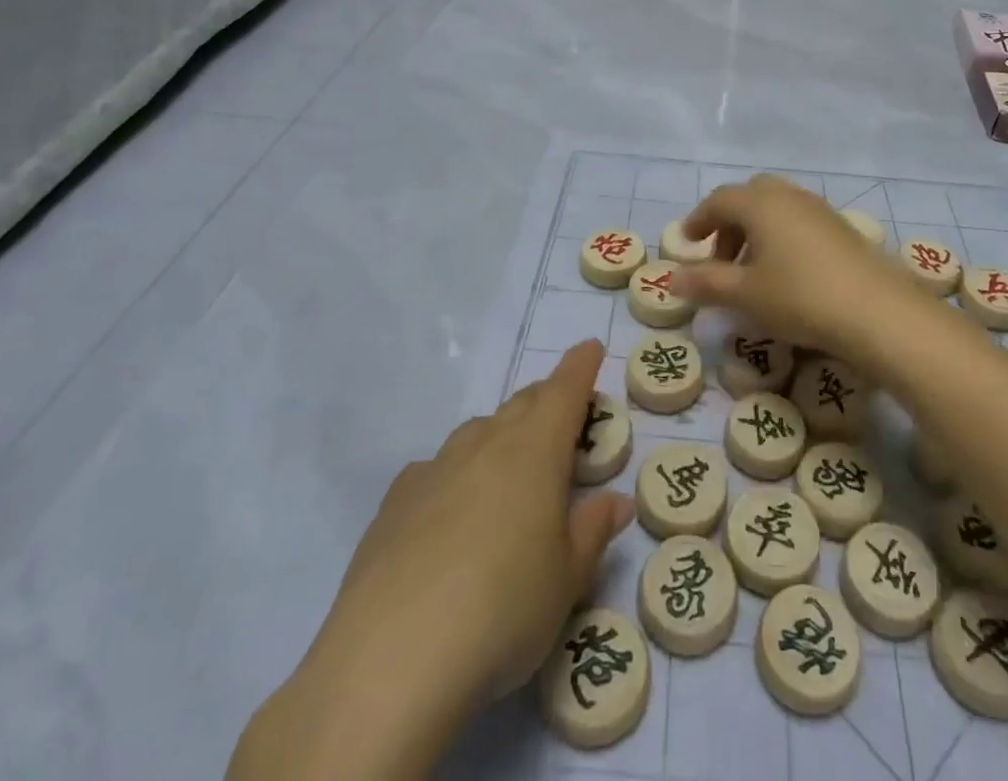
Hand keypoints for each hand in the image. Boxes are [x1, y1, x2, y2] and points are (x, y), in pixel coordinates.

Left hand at [230, 339, 632, 779]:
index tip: (590, 348)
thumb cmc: (504, 609)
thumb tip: (616, 501)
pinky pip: (436, 469)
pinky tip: (450, 511)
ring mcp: (436, 468)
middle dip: (546, 401)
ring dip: (501, 436)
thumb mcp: (568, 580)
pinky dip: (455, 474)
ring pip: (478, 432)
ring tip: (510, 471)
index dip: (580, 366)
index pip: (564, 391)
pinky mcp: (395, 502)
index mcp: (535, 450)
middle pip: (522, 404)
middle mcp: (485, 444)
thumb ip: (593, 531)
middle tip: (562, 419)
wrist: (392, 660)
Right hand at [675, 175, 919, 354]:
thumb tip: (673, 277)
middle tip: (721, 258)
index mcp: (761, 203)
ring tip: (752, 272)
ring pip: (777, 209)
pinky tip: (787, 275)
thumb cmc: (800, 296)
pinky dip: (782, 239)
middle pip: (750, 197)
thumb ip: (707, 282)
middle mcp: (790, 196)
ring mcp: (820, 210)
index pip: (720, 200)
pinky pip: (800, 222)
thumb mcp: (746, 294)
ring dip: (757, 233)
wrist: (878, 311)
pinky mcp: (842, 229)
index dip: (699, 219)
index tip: (687, 242)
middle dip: (730, 224)